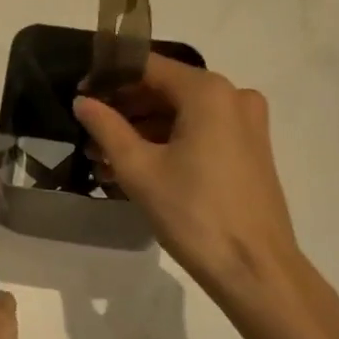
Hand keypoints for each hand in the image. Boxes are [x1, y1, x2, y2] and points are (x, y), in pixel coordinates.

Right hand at [73, 56, 307, 304]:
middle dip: (125, 109)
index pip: (148, 66)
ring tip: (104, 156)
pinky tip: (137, 166)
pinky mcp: (250, 149)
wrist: (257, 271)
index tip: (81, 94)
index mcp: (208, 91)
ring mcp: (246, 123)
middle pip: (166, 88)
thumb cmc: (195, 214)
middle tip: (89, 131)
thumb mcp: (140, 170)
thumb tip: (83, 101)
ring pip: (182, 112)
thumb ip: (107, 128)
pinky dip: (169, 142)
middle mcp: (232, 96)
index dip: (110, 77)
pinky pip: (202, 131)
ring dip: (143, 129)